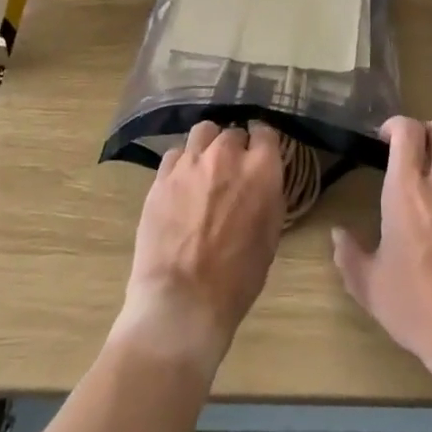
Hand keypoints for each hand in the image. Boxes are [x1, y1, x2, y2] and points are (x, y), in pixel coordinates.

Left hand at [114, 121, 284, 374]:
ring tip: (205, 167)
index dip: (263, 143)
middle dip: (235, 148)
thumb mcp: (270, 236)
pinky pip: (176, 154)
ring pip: (203, 132)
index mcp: (261, 170)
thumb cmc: (238, 278)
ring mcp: (190, 163)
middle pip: (233, 133)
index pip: (266, 133)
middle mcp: (226, 155)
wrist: (183, 299)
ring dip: (208, 146)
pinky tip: (182, 184)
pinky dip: (183, 163)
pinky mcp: (162, 176)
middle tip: (232, 171)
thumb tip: (261, 182)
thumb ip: (267, 196)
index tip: (261, 154)